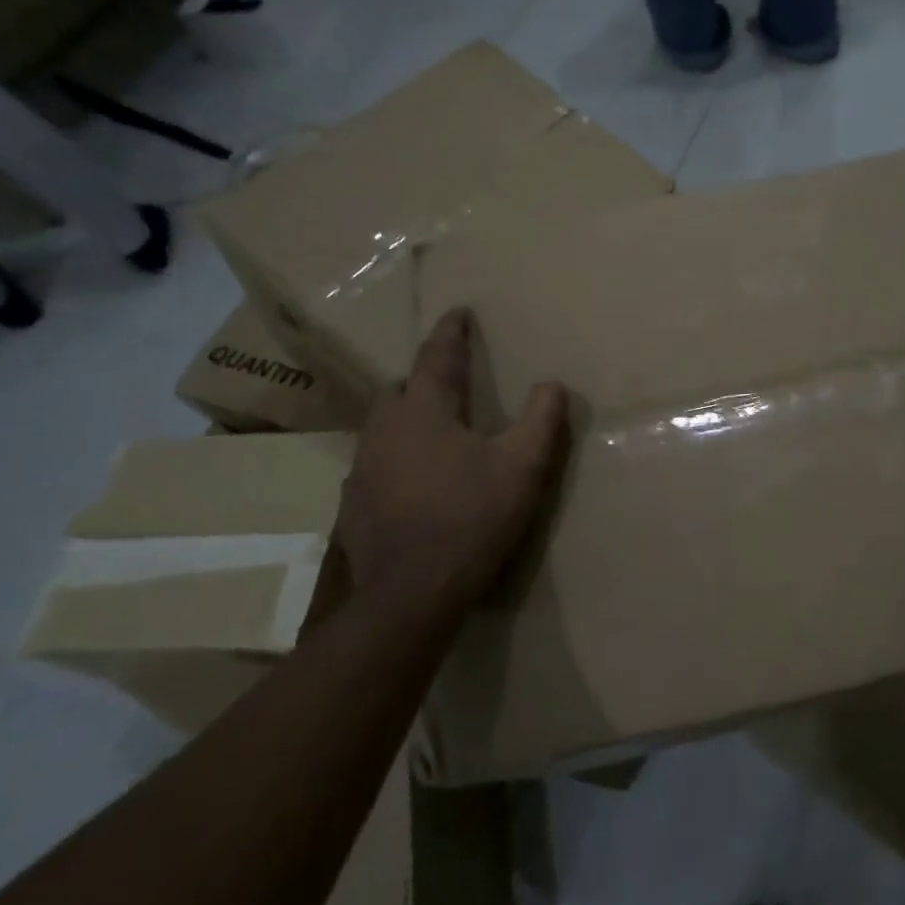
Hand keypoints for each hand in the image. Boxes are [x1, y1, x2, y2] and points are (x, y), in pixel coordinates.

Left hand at [331, 308, 567, 626]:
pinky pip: (375, 462)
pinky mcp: (353, 503)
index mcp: (424, 411)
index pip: (436, 357)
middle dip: (423, 378)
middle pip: (399, 388)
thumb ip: (542, 419)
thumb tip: (552, 384)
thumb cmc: (472, 518)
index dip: (451, 332)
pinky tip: (413, 482)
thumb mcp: (523, 466)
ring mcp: (362, 467)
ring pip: (383, 425)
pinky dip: (396, 458)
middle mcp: (384, 429)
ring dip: (407, 418)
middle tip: (449, 383)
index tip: (458, 311)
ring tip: (434, 431)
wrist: (410, 593)